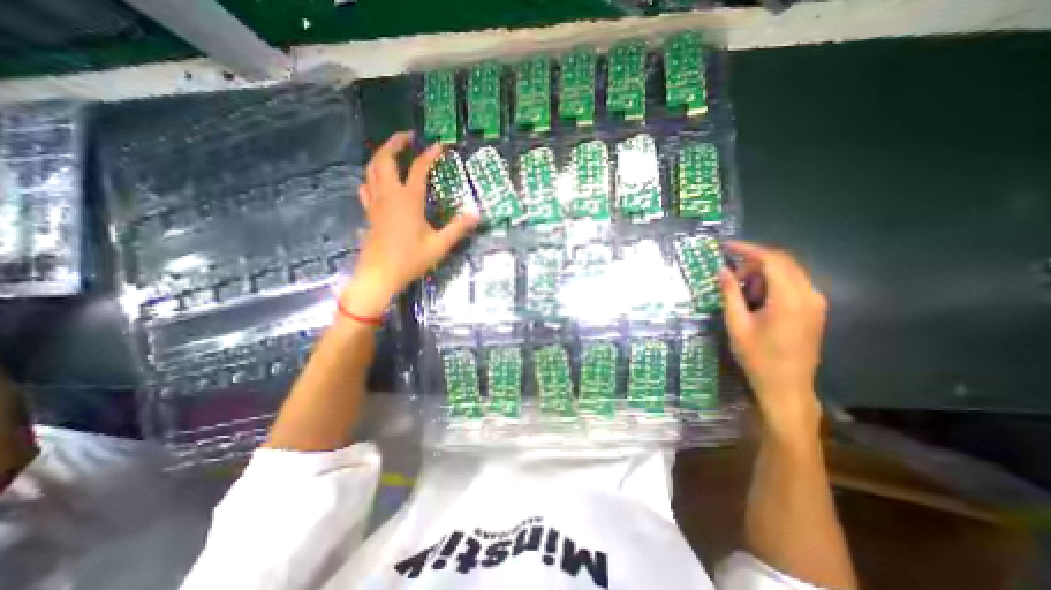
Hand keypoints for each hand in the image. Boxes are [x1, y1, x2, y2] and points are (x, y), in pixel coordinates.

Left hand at [341, 131, 477, 319]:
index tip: (440, 146)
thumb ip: (457, 229)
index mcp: (408, 200)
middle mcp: (389, 196)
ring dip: (381, 156)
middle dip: (395, 143)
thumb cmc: (410, 260)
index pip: (419, 169)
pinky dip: (372, 178)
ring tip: (392, 152)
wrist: (379, 275)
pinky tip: (377, 182)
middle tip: (407, 136)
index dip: (430, 155)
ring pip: (371, 170)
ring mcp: (376, 204)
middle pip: (385, 160)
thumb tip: (476, 215)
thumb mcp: (439, 246)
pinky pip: (367, 188)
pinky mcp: (369, 213)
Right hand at [723, 239, 828, 443]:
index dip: (748, 249)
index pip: (772, 259)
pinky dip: (772, 283)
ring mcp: (815, 302)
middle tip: (730, 275)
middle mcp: (809, 295)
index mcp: (789, 298)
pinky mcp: (815, 310)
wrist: (787, 386)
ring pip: (788, 272)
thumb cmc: (757, 357)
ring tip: (741, 291)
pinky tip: (757, 299)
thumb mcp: (736, 324)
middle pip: (783, 262)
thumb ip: (730, 293)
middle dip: (753, 262)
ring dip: (762, 273)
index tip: (726, 246)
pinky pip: (793, 284)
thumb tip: (722, 270)